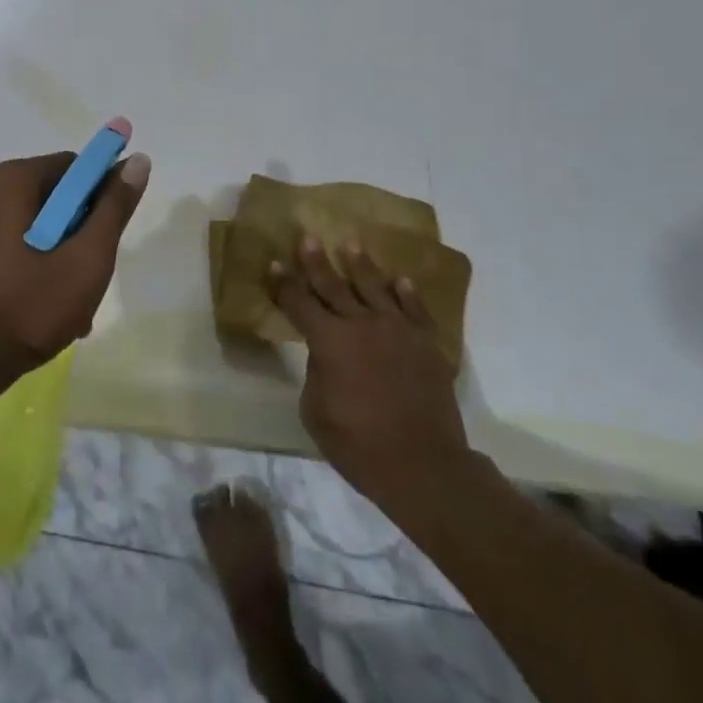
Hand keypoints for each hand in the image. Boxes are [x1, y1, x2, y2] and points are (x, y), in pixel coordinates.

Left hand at [0, 149, 151, 400]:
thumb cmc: (22, 312)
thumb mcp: (85, 263)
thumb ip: (113, 209)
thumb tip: (137, 159)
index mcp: (8, 180)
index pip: (71, 168)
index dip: (97, 199)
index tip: (102, 242)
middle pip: (44, 197)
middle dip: (70, 233)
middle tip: (83, 282)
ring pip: (17, 226)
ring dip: (44, 255)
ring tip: (56, 308)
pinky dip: (13, 268)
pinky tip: (21, 312)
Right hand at [272, 236, 469, 505]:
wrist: (424, 465)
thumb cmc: (359, 445)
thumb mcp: (315, 413)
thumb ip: (316, 373)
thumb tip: (325, 355)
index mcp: (329, 341)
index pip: (299, 303)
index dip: (284, 284)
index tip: (275, 263)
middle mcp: (362, 325)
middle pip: (334, 286)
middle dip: (317, 262)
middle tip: (308, 237)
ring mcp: (398, 330)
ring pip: (375, 288)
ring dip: (360, 265)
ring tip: (351, 244)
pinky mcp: (427, 343)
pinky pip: (415, 309)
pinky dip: (406, 293)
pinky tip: (401, 280)